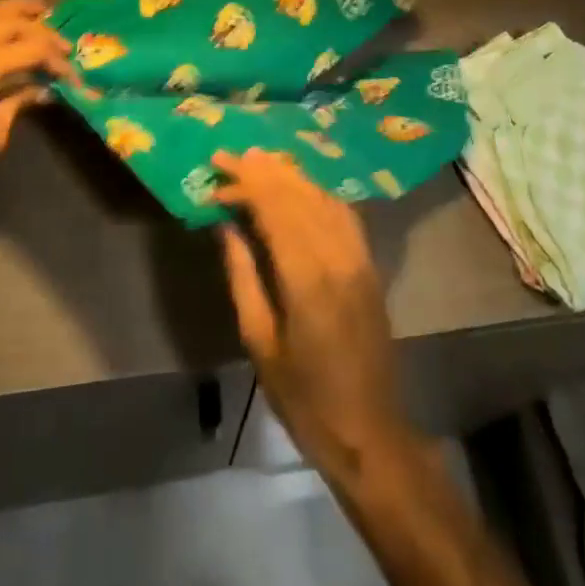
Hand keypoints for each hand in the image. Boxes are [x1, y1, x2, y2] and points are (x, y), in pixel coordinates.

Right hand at [214, 149, 415, 477]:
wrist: (369, 429)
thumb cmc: (303, 396)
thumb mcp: (259, 341)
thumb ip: (243, 276)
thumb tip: (224, 226)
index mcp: (306, 277)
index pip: (274, 208)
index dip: (244, 184)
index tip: (215, 171)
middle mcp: (337, 255)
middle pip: (297, 194)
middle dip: (261, 170)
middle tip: (228, 156)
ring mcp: (358, 256)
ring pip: (321, 196)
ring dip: (288, 175)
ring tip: (257, 160)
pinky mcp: (369, 263)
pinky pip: (341, 212)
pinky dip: (315, 191)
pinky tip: (298, 187)